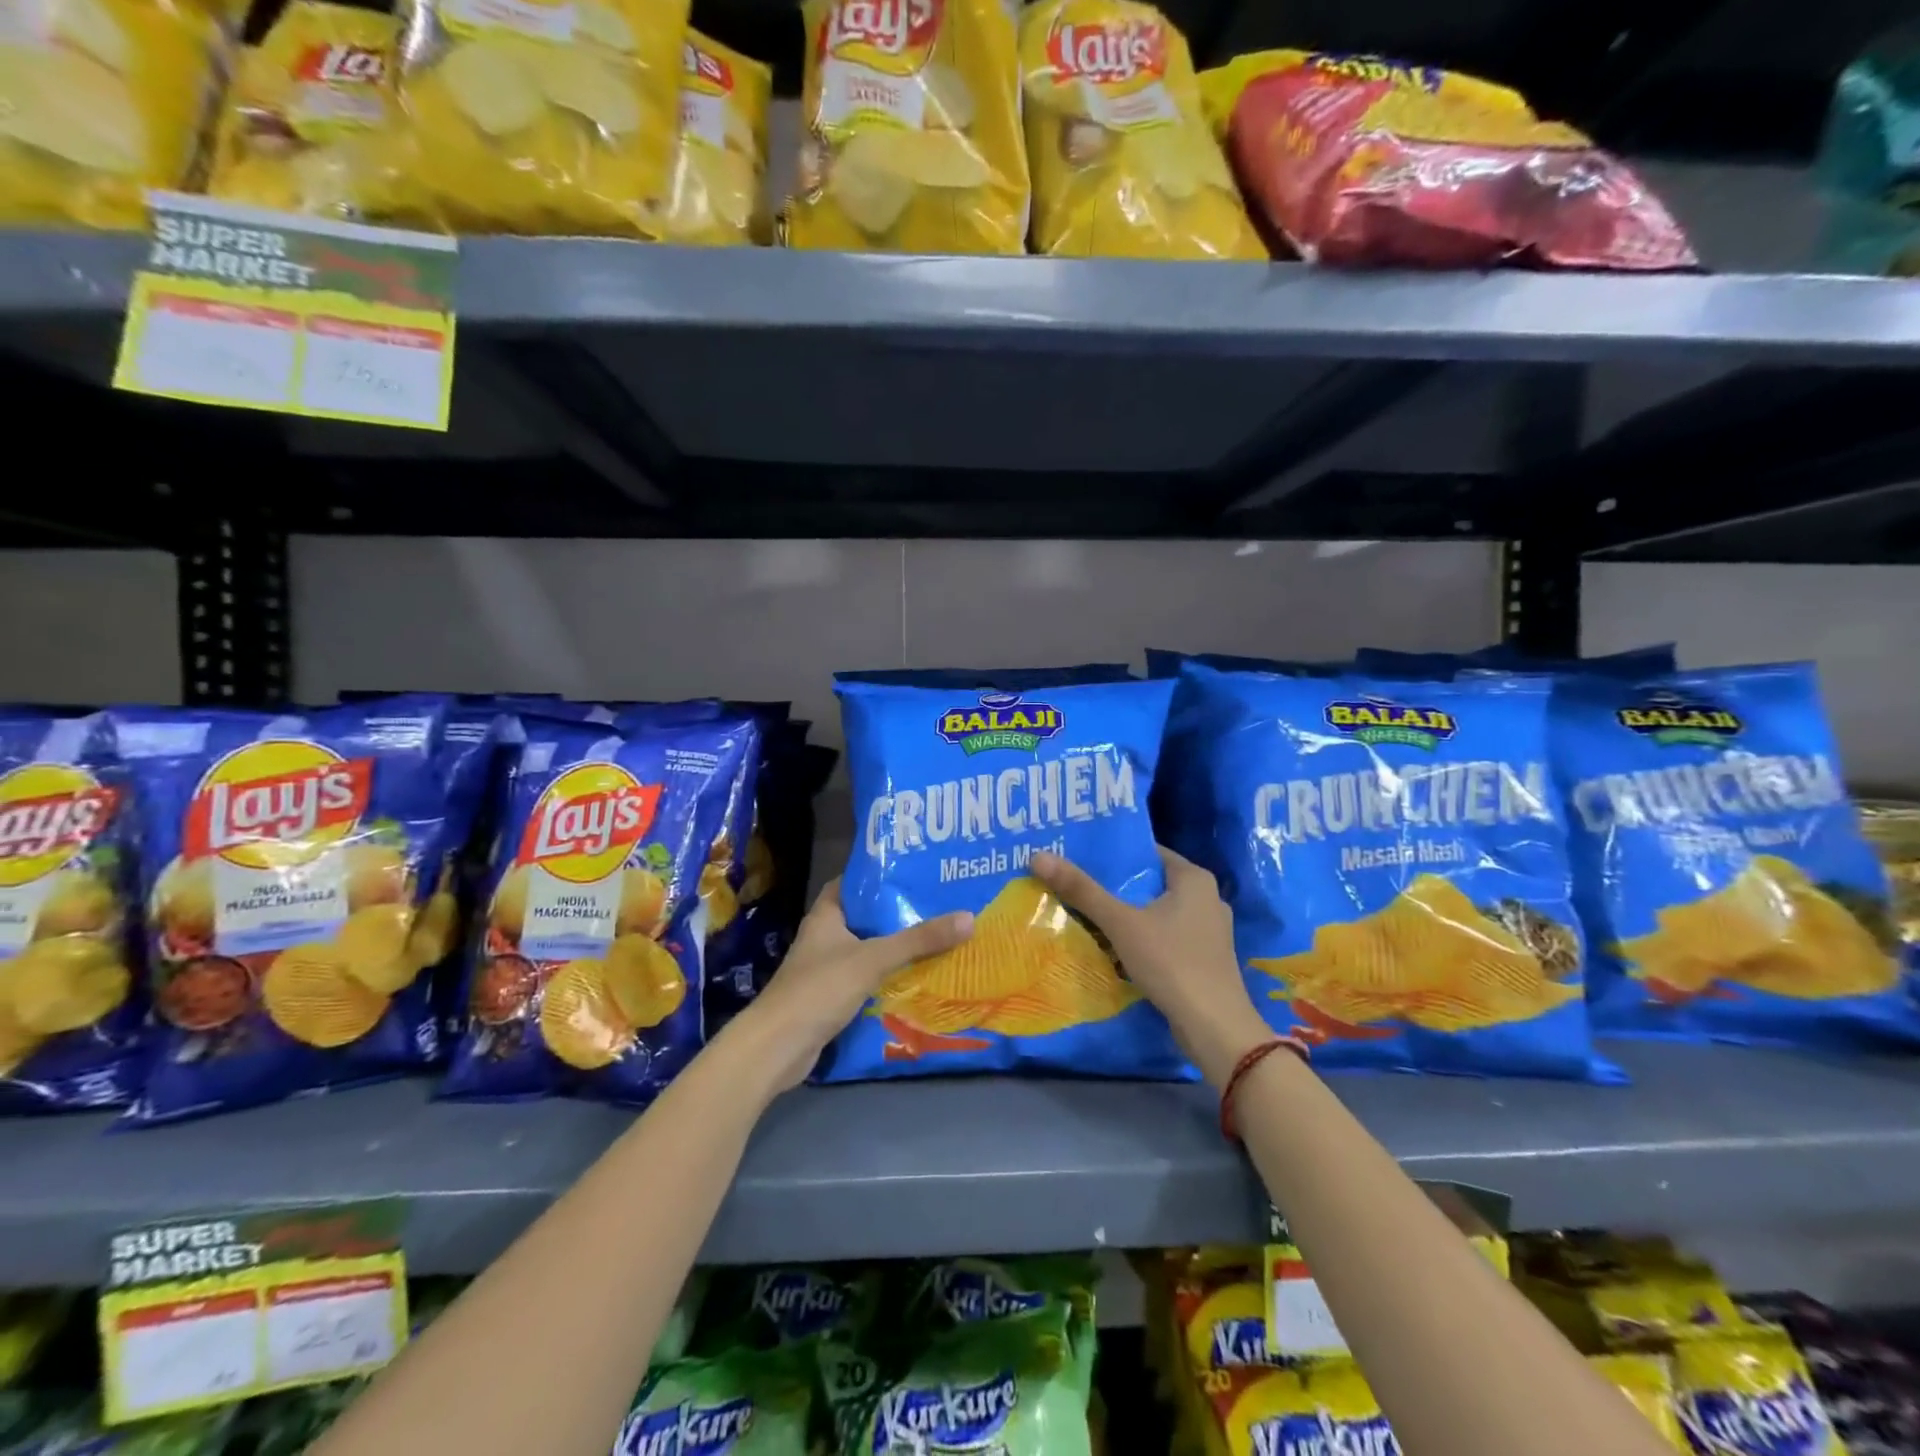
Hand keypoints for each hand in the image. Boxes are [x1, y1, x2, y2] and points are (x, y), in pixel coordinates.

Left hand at [729, 880, 973, 1094]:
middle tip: (938, 906)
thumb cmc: (820, 989)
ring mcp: (825, 969)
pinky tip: (916, 979)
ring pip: (867, 951)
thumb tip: (969, 918)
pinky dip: (886, 978)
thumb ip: (918, 940)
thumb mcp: (873, 959)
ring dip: (895, 949)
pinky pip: (865, 980)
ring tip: (936, 940)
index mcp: (826, 915)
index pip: (854, 883)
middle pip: (865, 918)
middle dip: (897, 914)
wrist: (777, 1048)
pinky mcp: (830, 999)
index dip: (881, 877)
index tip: (915, 873)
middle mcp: (824, 937)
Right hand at [1031, 846, 1268, 1085]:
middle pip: (1149, 882)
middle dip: (1113, 885)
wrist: (1215, 1028)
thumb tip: (1038, 856)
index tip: (1077, 855)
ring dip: (1125, 914)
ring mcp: (1208, 930)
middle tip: (1073, 883)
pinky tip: (1112, 945)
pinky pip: (1164, 936)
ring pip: (1156, 912)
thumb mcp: (1121, 923)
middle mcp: (1206, 897)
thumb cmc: (1172, 963)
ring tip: (1084, 912)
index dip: (1112, 853)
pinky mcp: (1204, 958)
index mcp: (1194, 878)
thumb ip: (1081, 890)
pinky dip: (1141, 937)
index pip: (1147, 852)